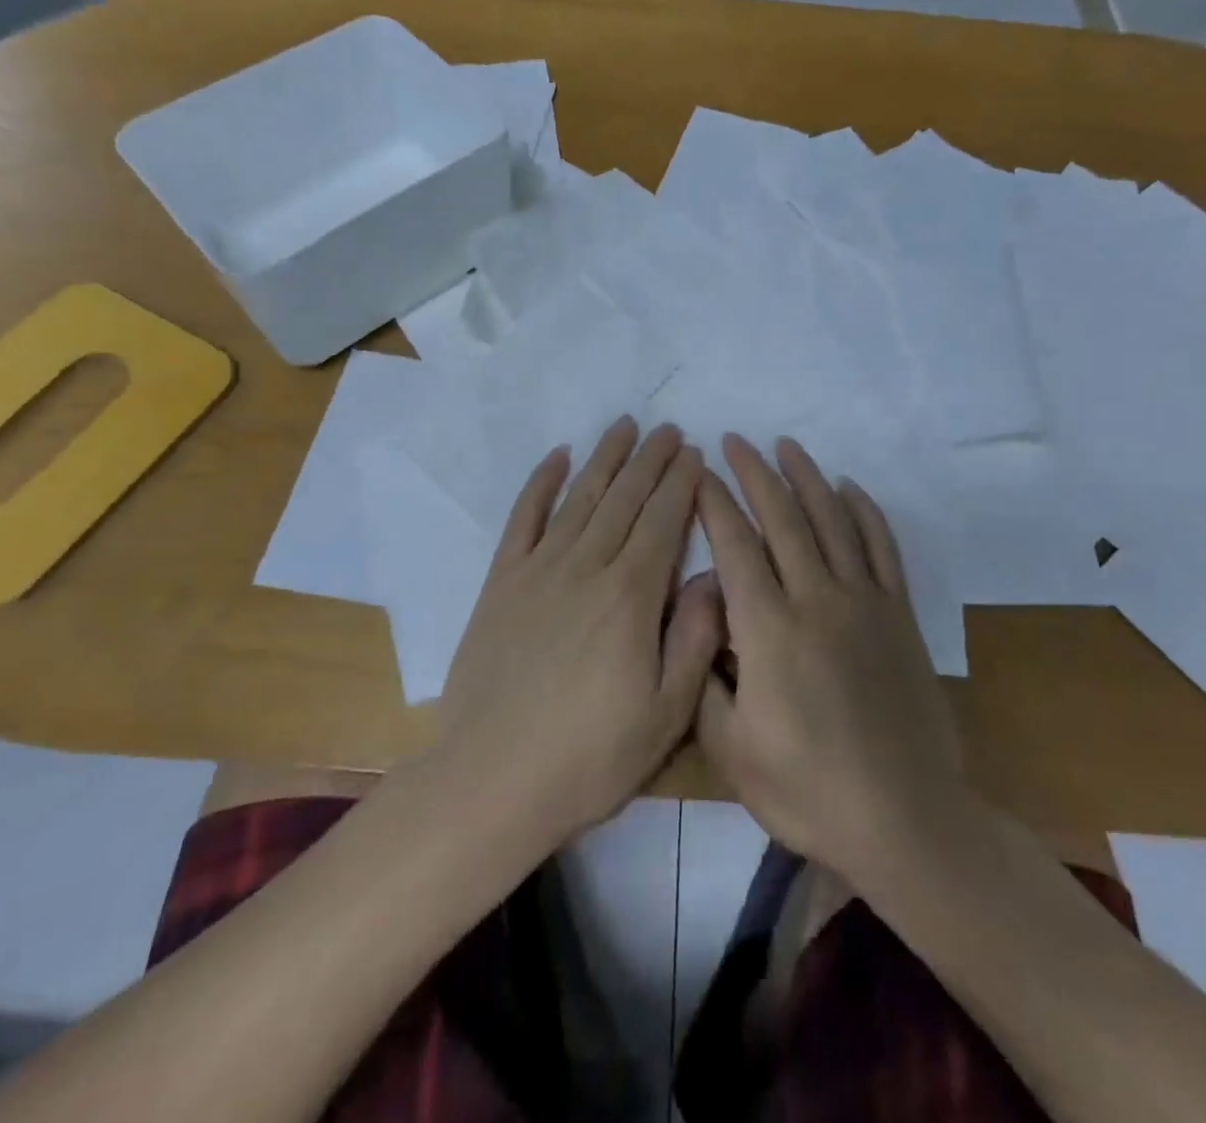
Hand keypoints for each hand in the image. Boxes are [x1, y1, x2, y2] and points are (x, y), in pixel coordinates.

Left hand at [438, 417, 721, 844]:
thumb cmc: (590, 756)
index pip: (663, 521)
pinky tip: (556, 458)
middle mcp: (586, 567)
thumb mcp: (666, 713)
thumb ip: (696, 638)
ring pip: (580, 498)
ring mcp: (538, 570)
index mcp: (630, 596)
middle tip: (669, 430)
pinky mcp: (501, 582)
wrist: (492, 779)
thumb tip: (713, 575)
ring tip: (624, 427)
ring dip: (604, 459)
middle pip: (625, 499)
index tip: (695, 453)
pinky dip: (540, 483)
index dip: (681, 484)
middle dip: (651, 460)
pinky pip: (523, 519)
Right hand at [692, 434, 967, 885]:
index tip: (699, 472)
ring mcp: (865, 604)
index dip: (714, 503)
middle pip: (783, 518)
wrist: (906, 821)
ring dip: (808, 478)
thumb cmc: (807, 791)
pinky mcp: (900, 616)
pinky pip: (883, 548)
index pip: (735, 546)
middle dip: (755, 474)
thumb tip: (701, 613)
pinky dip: (865, 511)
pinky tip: (850, 488)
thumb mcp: (730, 748)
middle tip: (735, 441)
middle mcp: (817, 600)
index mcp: (769, 630)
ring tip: (787, 446)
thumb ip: (703, 673)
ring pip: (833, 521)